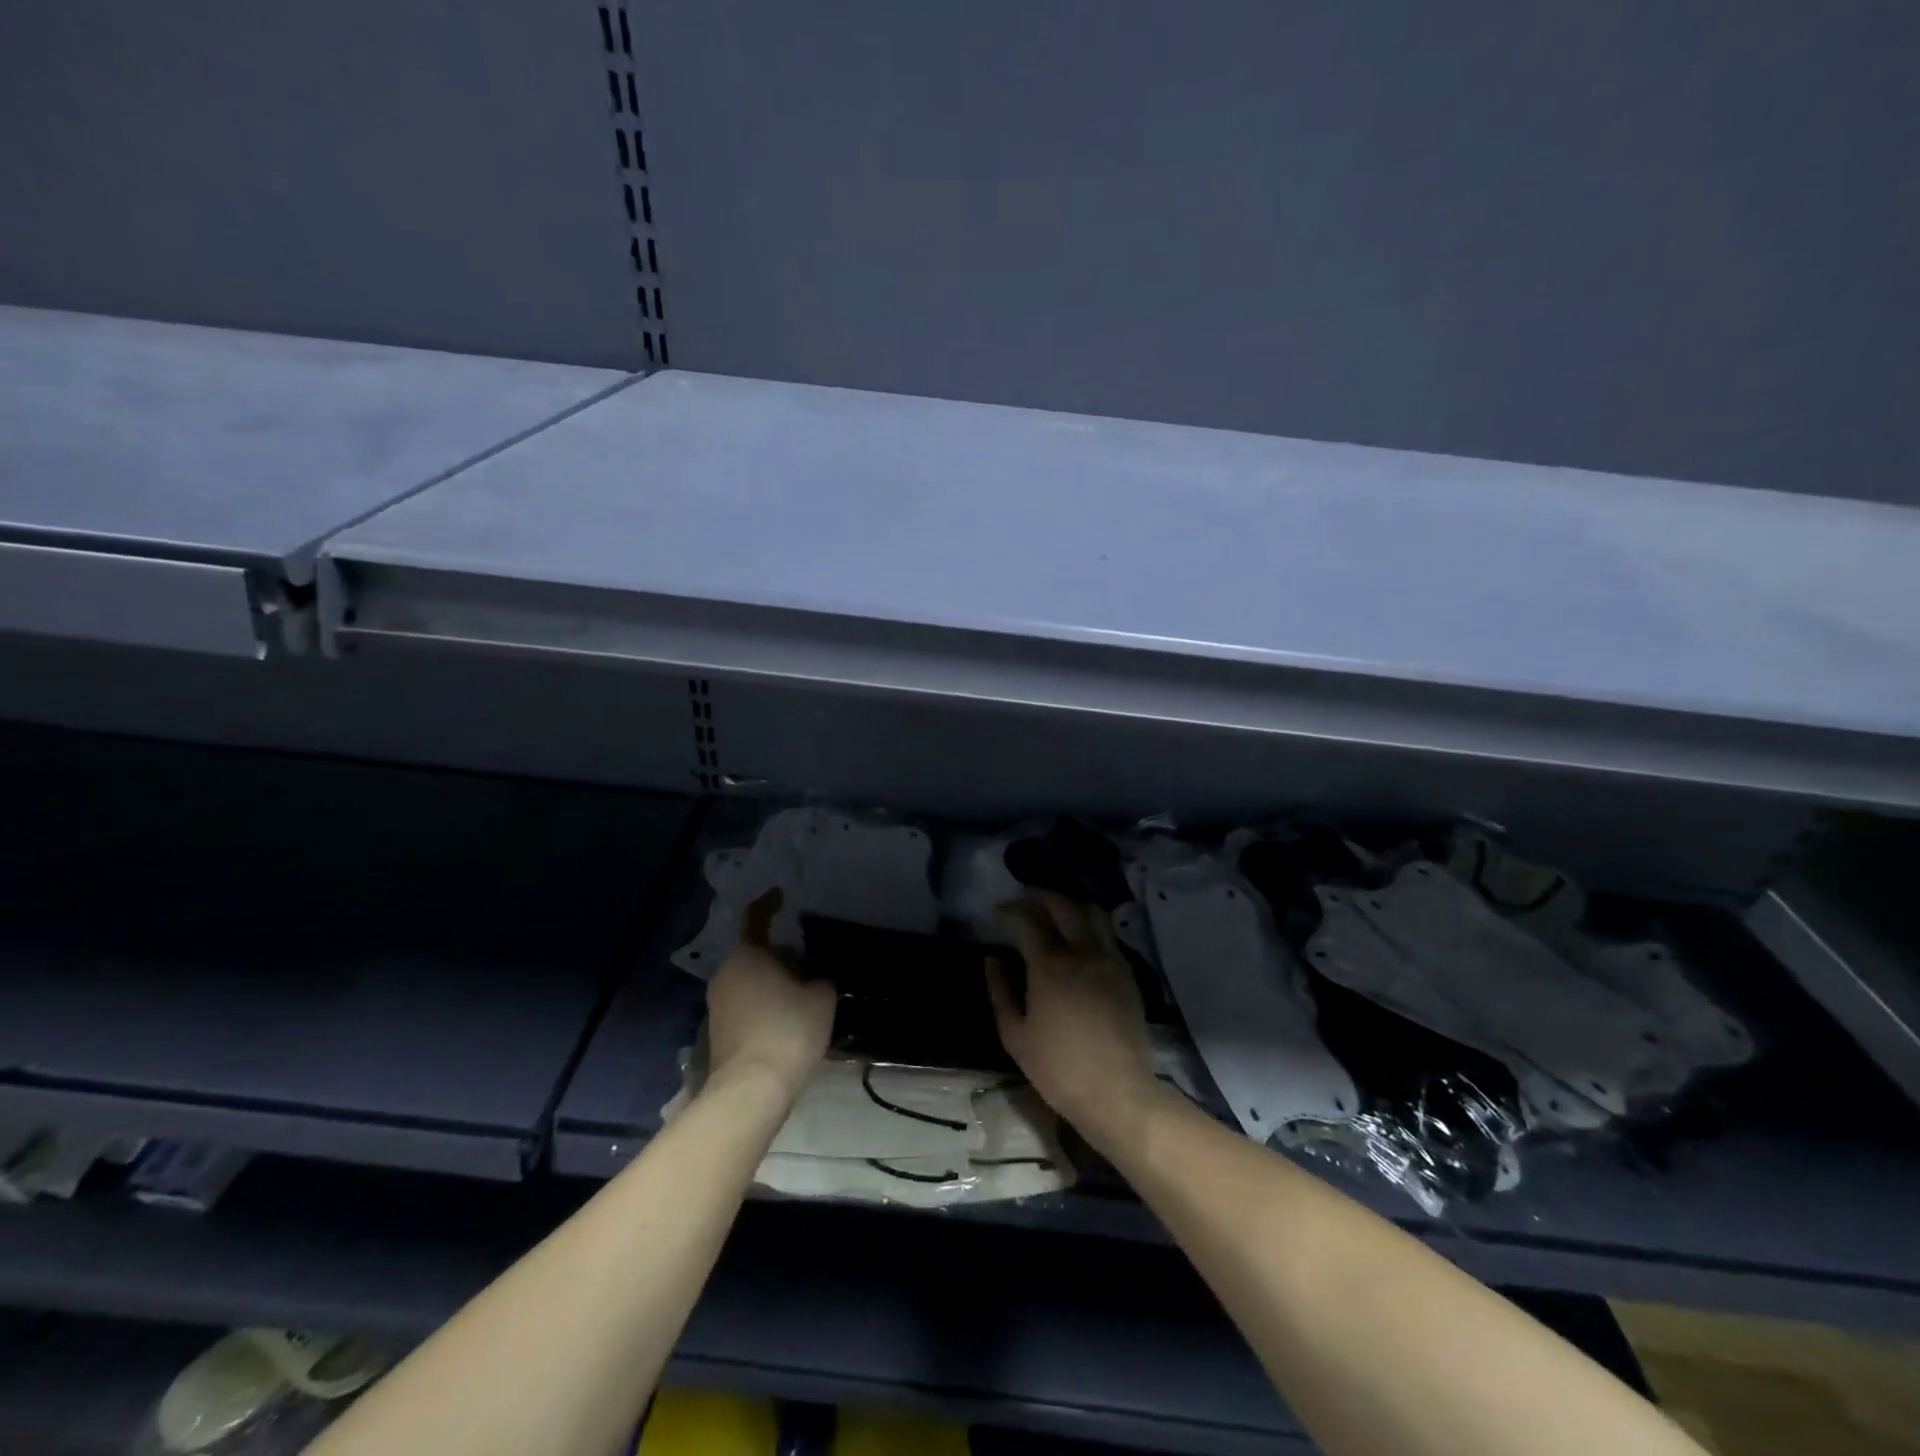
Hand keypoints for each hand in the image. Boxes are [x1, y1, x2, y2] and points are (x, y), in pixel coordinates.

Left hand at [705, 890, 835, 1099]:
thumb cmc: (788, 1030)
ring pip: (750, 980)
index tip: (780, 895)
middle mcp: (726, 974)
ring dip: (773, 981)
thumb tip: (814, 973)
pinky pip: (746, 1004)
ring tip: (803, 993)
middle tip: (809, 961)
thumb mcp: (821, 996)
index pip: (756, 918)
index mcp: (748, 955)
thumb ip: (820, 976)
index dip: (769, 904)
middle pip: (755, 953)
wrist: (751, 1090)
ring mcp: (717, 1005)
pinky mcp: (718, 1032)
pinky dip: (765, 1003)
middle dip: (781, 954)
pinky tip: (788, 1019)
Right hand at [988, 892, 1158, 1152]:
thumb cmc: (1058, 1069)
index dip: (1011, 909)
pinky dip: (1089, 926)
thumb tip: (992, 959)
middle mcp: (1082, 952)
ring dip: (1069, 905)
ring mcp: (1110, 959)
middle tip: (1024, 902)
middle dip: (1039, 896)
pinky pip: (1108, 935)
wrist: (1117, 1092)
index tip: (999, 911)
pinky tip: (1078, 940)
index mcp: (1050, 966)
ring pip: (1092, 912)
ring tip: (1053, 913)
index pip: (1028, 919)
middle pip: (1063, 905)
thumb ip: (1000, 991)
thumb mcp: (1015, 1036)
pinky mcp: (1127, 973)